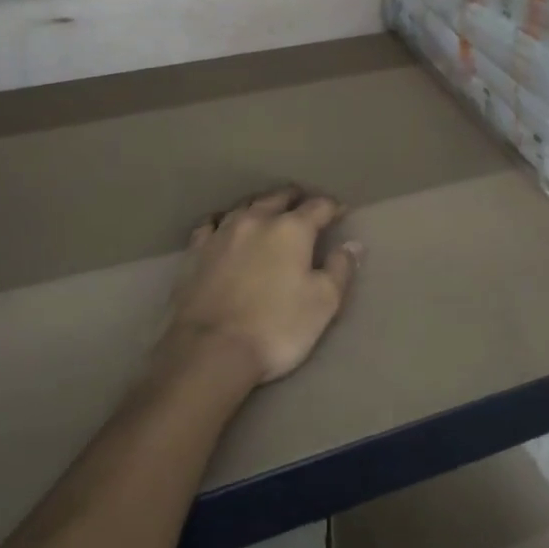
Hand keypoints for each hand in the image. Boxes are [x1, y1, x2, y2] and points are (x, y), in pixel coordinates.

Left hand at [159, 188, 361, 386]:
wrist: (210, 350)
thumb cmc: (276, 327)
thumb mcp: (324, 303)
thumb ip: (340, 269)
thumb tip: (352, 244)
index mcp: (292, 229)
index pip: (319, 206)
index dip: (333, 207)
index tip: (340, 212)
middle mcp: (257, 220)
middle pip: (279, 197)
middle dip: (295, 199)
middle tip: (304, 206)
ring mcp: (222, 233)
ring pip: (245, 206)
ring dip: (261, 206)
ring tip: (268, 212)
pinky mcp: (196, 251)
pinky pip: (211, 225)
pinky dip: (223, 223)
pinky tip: (223, 229)